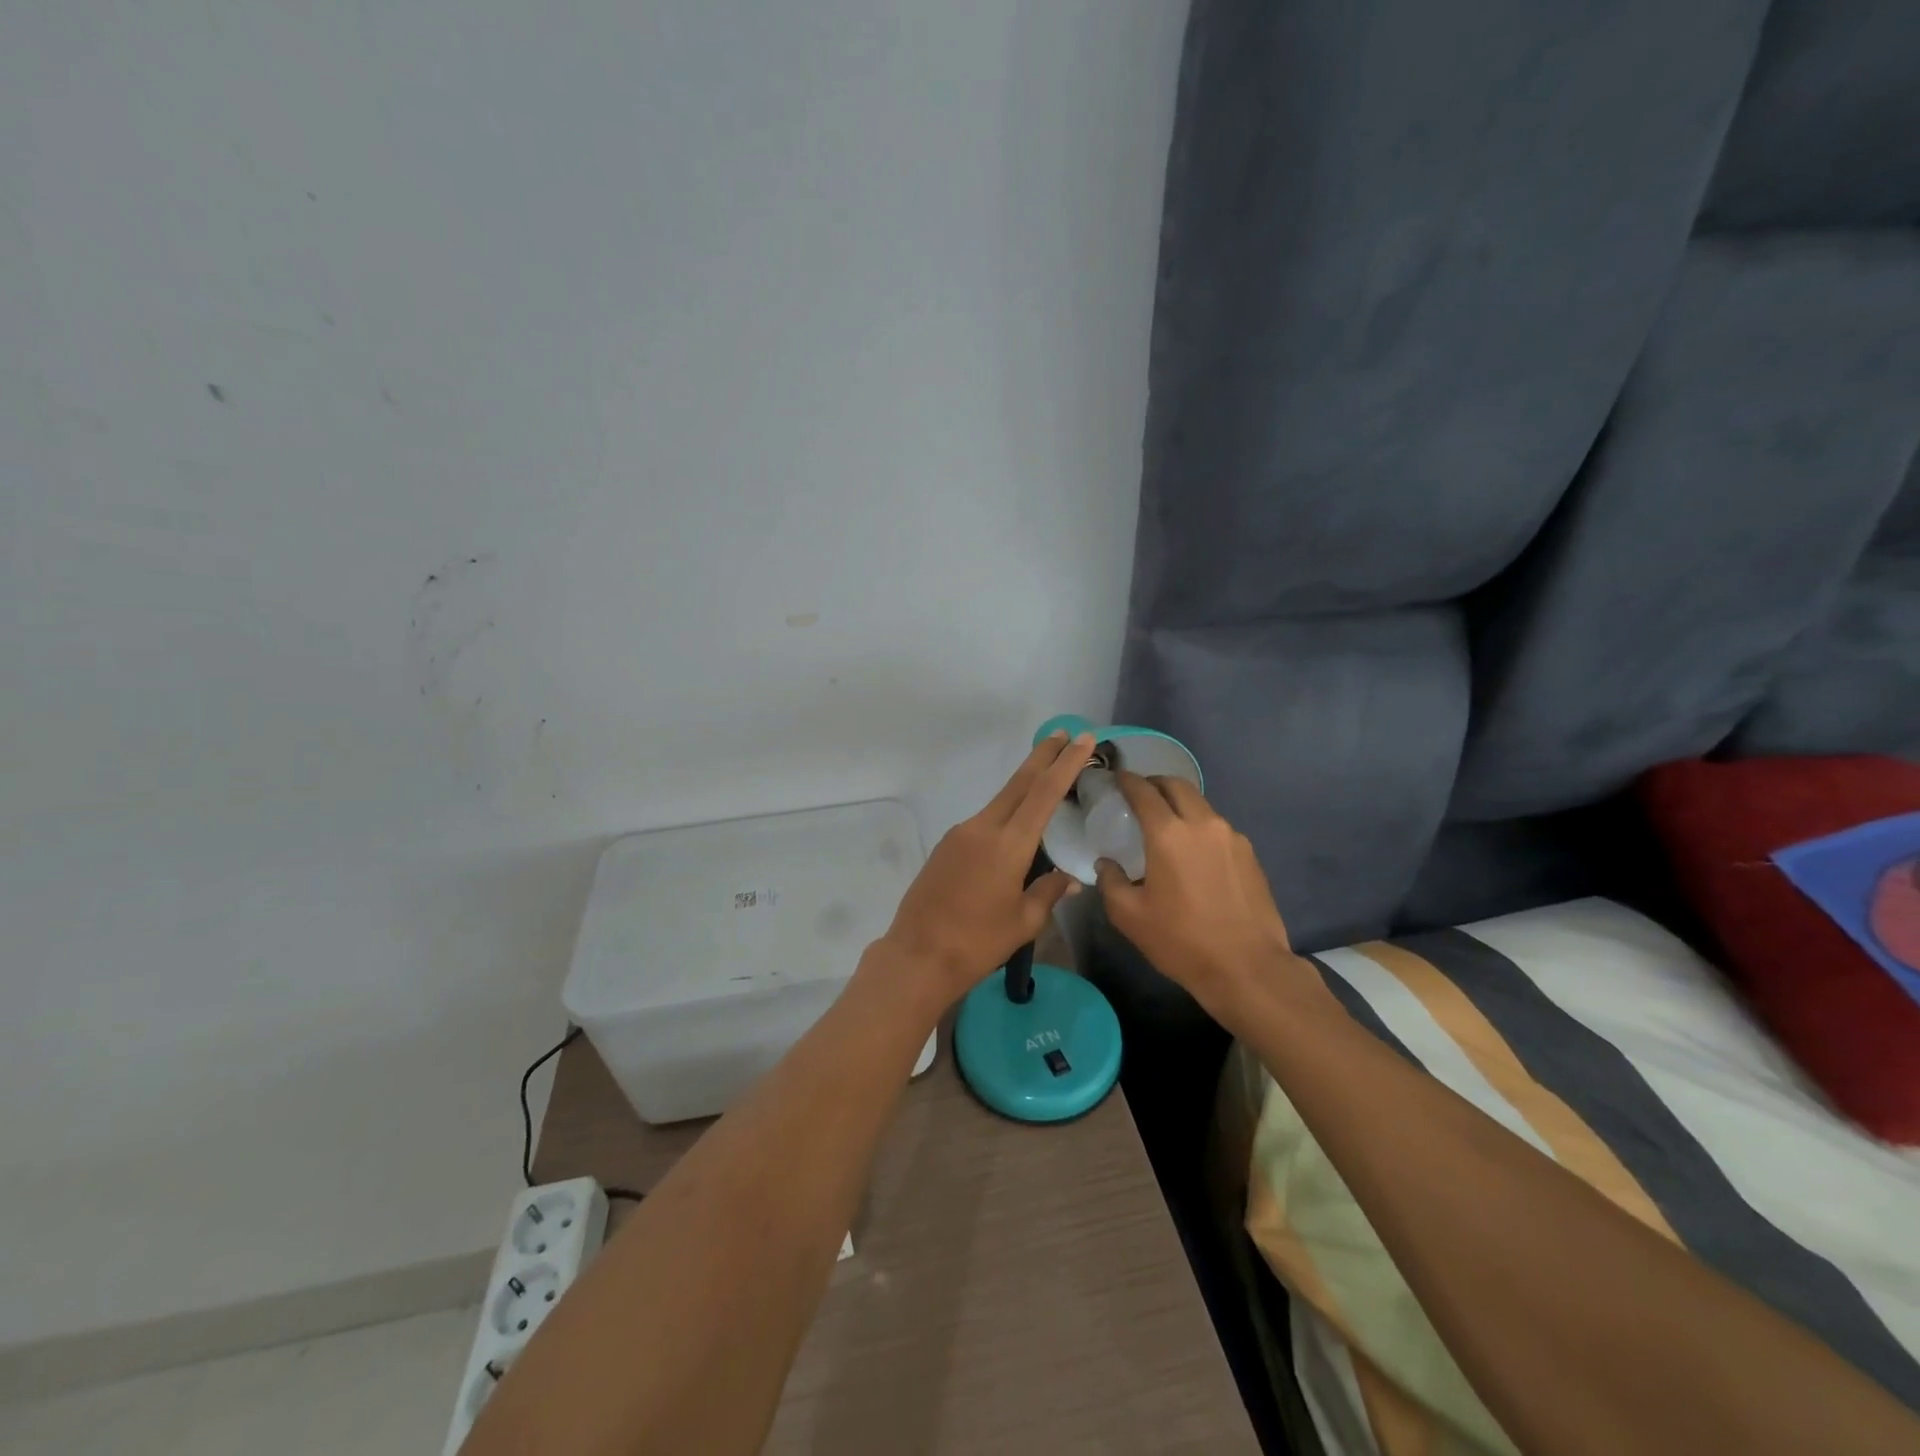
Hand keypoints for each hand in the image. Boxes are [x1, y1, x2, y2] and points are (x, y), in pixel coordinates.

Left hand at [876, 731, 1091, 1008]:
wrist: (918, 955)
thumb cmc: (977, 942)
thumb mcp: (1024, 922)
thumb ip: (1048, 892)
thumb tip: (1068, 878)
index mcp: (1008, 844)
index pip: (1044, 793)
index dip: (1065, 764)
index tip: (1083, 740)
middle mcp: (983, 828)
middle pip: (1019, 783)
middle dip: (1043, 756)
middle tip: (1064, 734)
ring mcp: (960, 834)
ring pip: (1000, 801)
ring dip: (1024, 785)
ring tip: (1046, 777)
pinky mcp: (947, 845)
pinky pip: (984, 821)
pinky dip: (1006, 813)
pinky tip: (1015, 828)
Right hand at [1094, 773, 1320, 1018]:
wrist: (1248, 968)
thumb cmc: (1181, 941)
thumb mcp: (1130, 916)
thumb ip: (1111, 882)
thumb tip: (1107, 864)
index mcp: (1168, 834)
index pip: (1144, 791)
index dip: (1127, 781)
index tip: (1117, 779)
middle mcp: (1202, 824)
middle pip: (1177, 786)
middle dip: (1156, 783)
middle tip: (1140, 794)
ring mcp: (1232, 838)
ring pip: (1201, 805)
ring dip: (1180, 805)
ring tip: (1166, 825)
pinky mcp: (1249, 855)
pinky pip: (1218, 828)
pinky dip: (1200, 827)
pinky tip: (1193, 853)